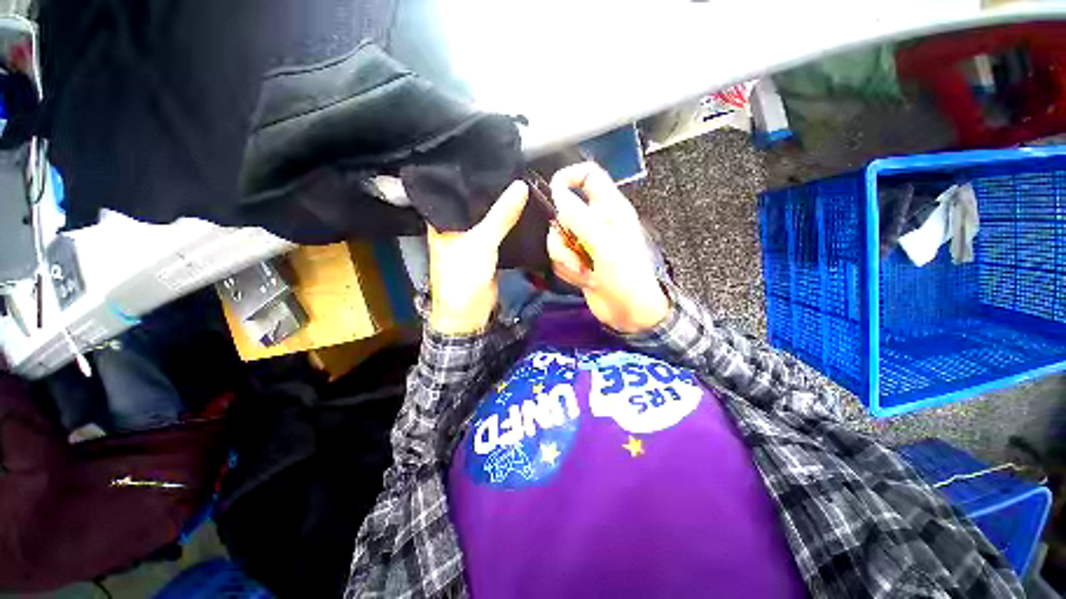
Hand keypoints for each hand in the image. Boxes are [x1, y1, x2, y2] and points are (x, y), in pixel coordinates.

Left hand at [427, 180, 527, 334]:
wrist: (469, 311)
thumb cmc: (464, 275)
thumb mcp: (482, 242)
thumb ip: (501, 215)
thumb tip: (521, 185)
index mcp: (442, 219)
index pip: (454, 188)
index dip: (470, 172)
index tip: (489, 153)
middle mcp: (454, 225)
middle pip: (472, 201)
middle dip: (490, 187)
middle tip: (511, 165)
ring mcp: (470, 237)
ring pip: (486, 216)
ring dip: (500, 205)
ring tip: (519, 181)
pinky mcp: (485, 249)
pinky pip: (496, 230)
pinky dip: (506, 221)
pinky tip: (519, 208)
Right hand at [548, 163, 668, 333]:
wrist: (628, 312)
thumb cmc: (626, 276)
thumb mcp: (604, 245)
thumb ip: (579, 218)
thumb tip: (557, 193)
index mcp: (609, 209)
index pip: (588, 176)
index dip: (569, 177)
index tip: (553, 194)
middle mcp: (595, 222)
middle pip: (563, 212)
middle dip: (563, 236)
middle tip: (576, 253)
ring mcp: (584, 243)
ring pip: (557, 237)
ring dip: (565, 258)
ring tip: (583, 272)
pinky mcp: (577, 260)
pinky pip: (559, 257)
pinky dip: (567, 270)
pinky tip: (583, 280)